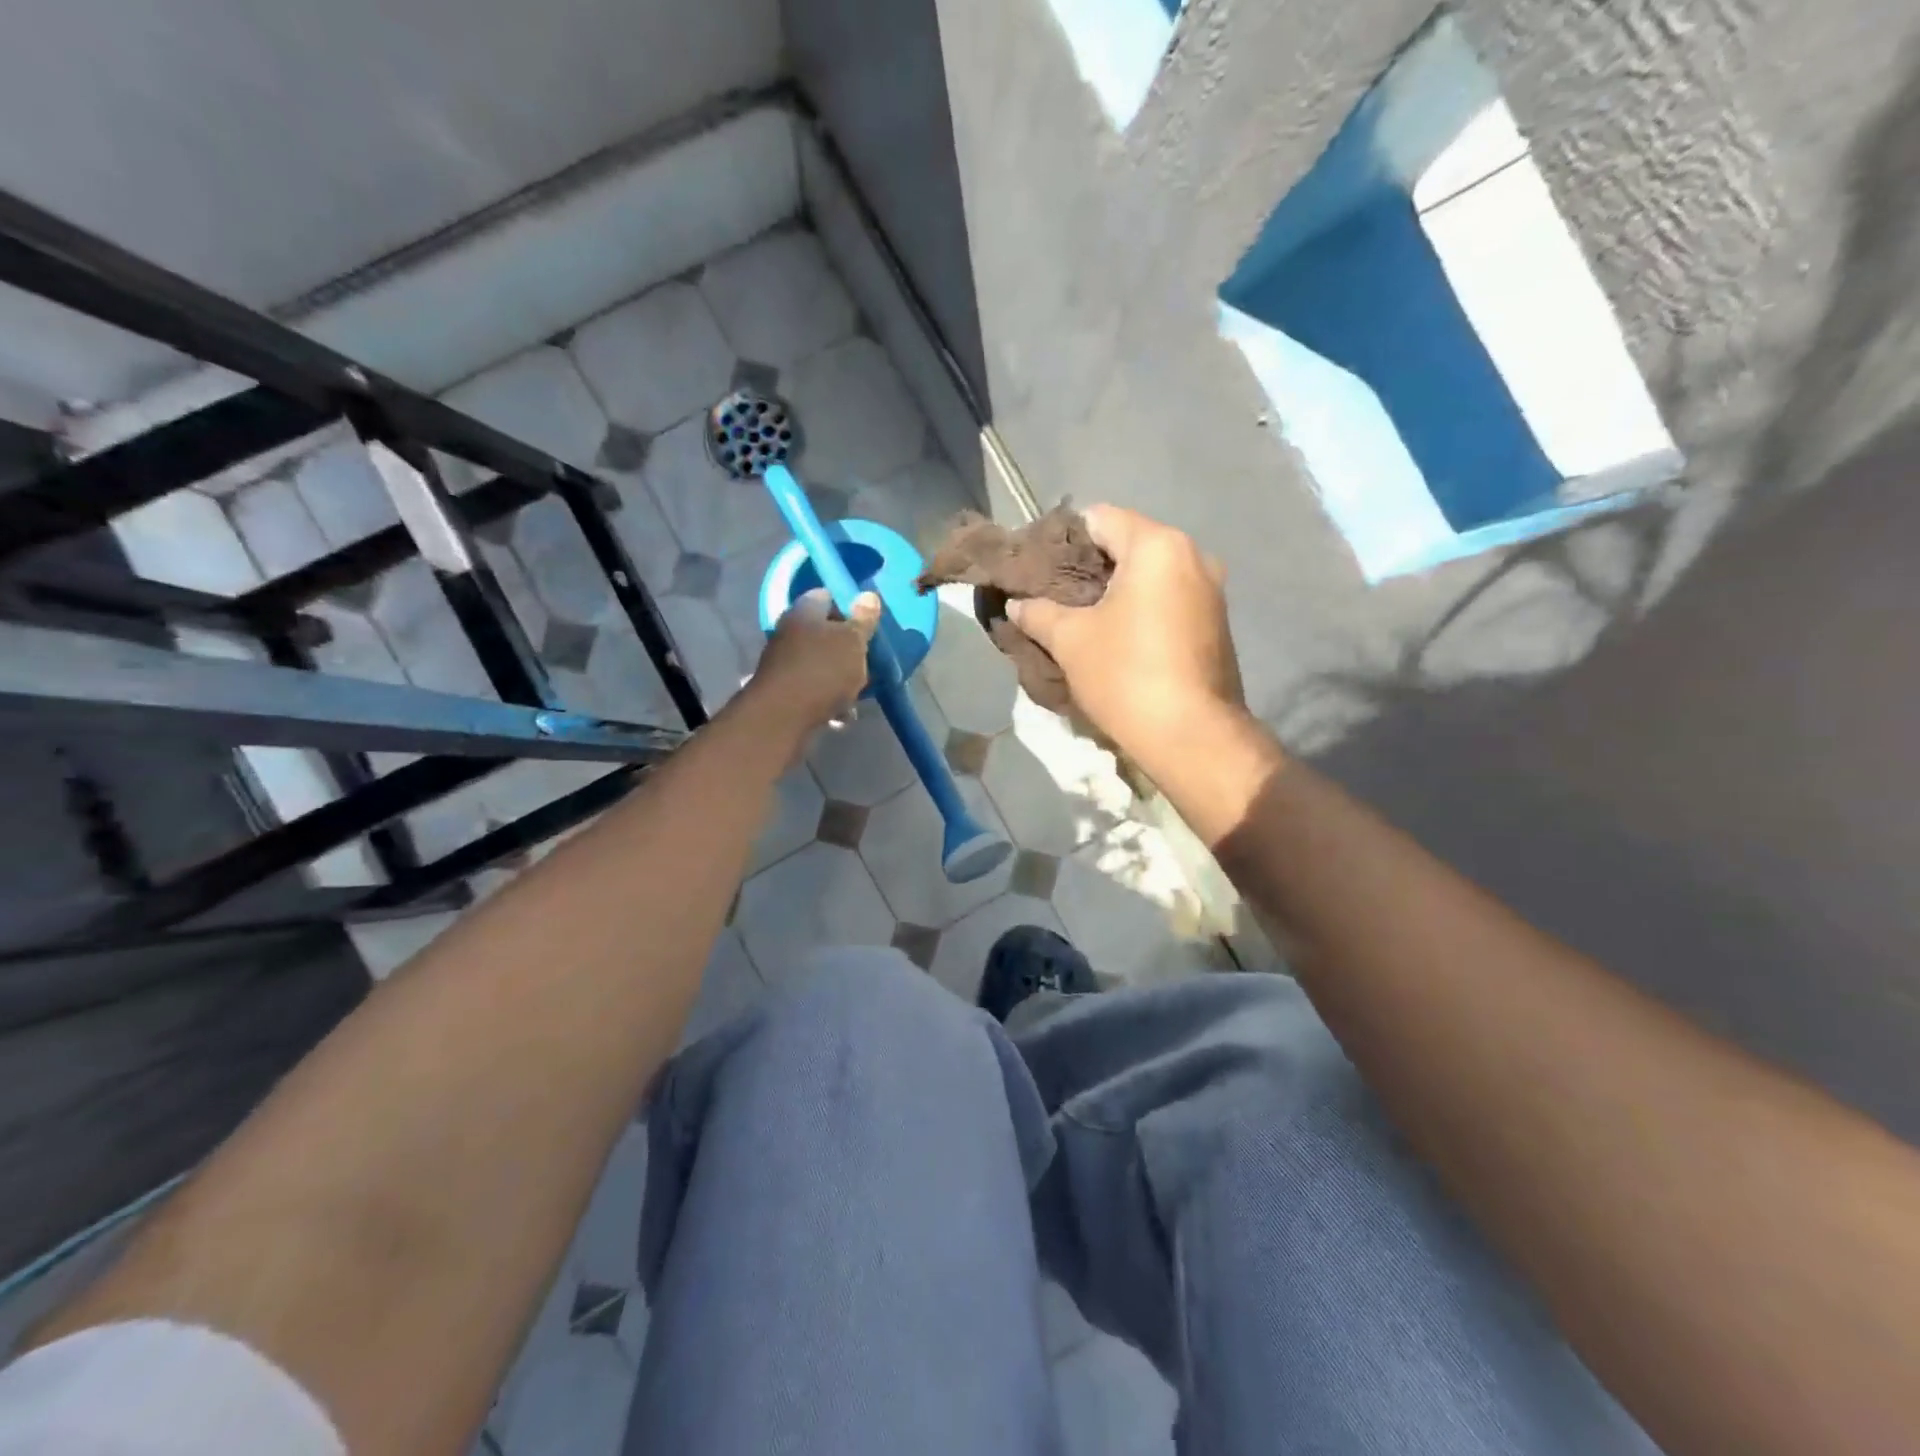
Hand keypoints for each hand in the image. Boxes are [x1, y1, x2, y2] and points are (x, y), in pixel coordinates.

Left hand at [745, 588, 881, 735]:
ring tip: (857, 694)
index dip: (850, 608)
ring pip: (820, 662)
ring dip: (839, 676)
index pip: (828, 596)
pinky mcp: (782, 688)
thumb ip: (863, 620)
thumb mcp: (853, 642)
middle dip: (847, 648)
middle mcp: (788, 630)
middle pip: (824, 632)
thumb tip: (868, 595)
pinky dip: (826, 697)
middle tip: (866, 661)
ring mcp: (782, 660)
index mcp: (805, 610)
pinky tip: (840, 714)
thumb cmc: (823, 670)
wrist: (782, 716)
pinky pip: (811, 687)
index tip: (867, 626)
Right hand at [1010, 505, 1241, 766]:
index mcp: (1157, 546)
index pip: (1099, 518)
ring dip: (1116, 589)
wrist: (1191, 736)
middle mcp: (1192, 556)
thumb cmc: (1126, 675)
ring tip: (1082, 616)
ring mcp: (1210, 590)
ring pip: (1151, 573)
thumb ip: (1039, 613)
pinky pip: (1169, 597)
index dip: (1063, 538)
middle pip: (1128, 543)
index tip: (1038, 566)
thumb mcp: (1070, 641)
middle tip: (1054, 594)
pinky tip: (1118, 635)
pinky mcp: (1216, 622)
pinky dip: (1142, 607)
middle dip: (1089, 566)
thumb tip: (1016, 604)